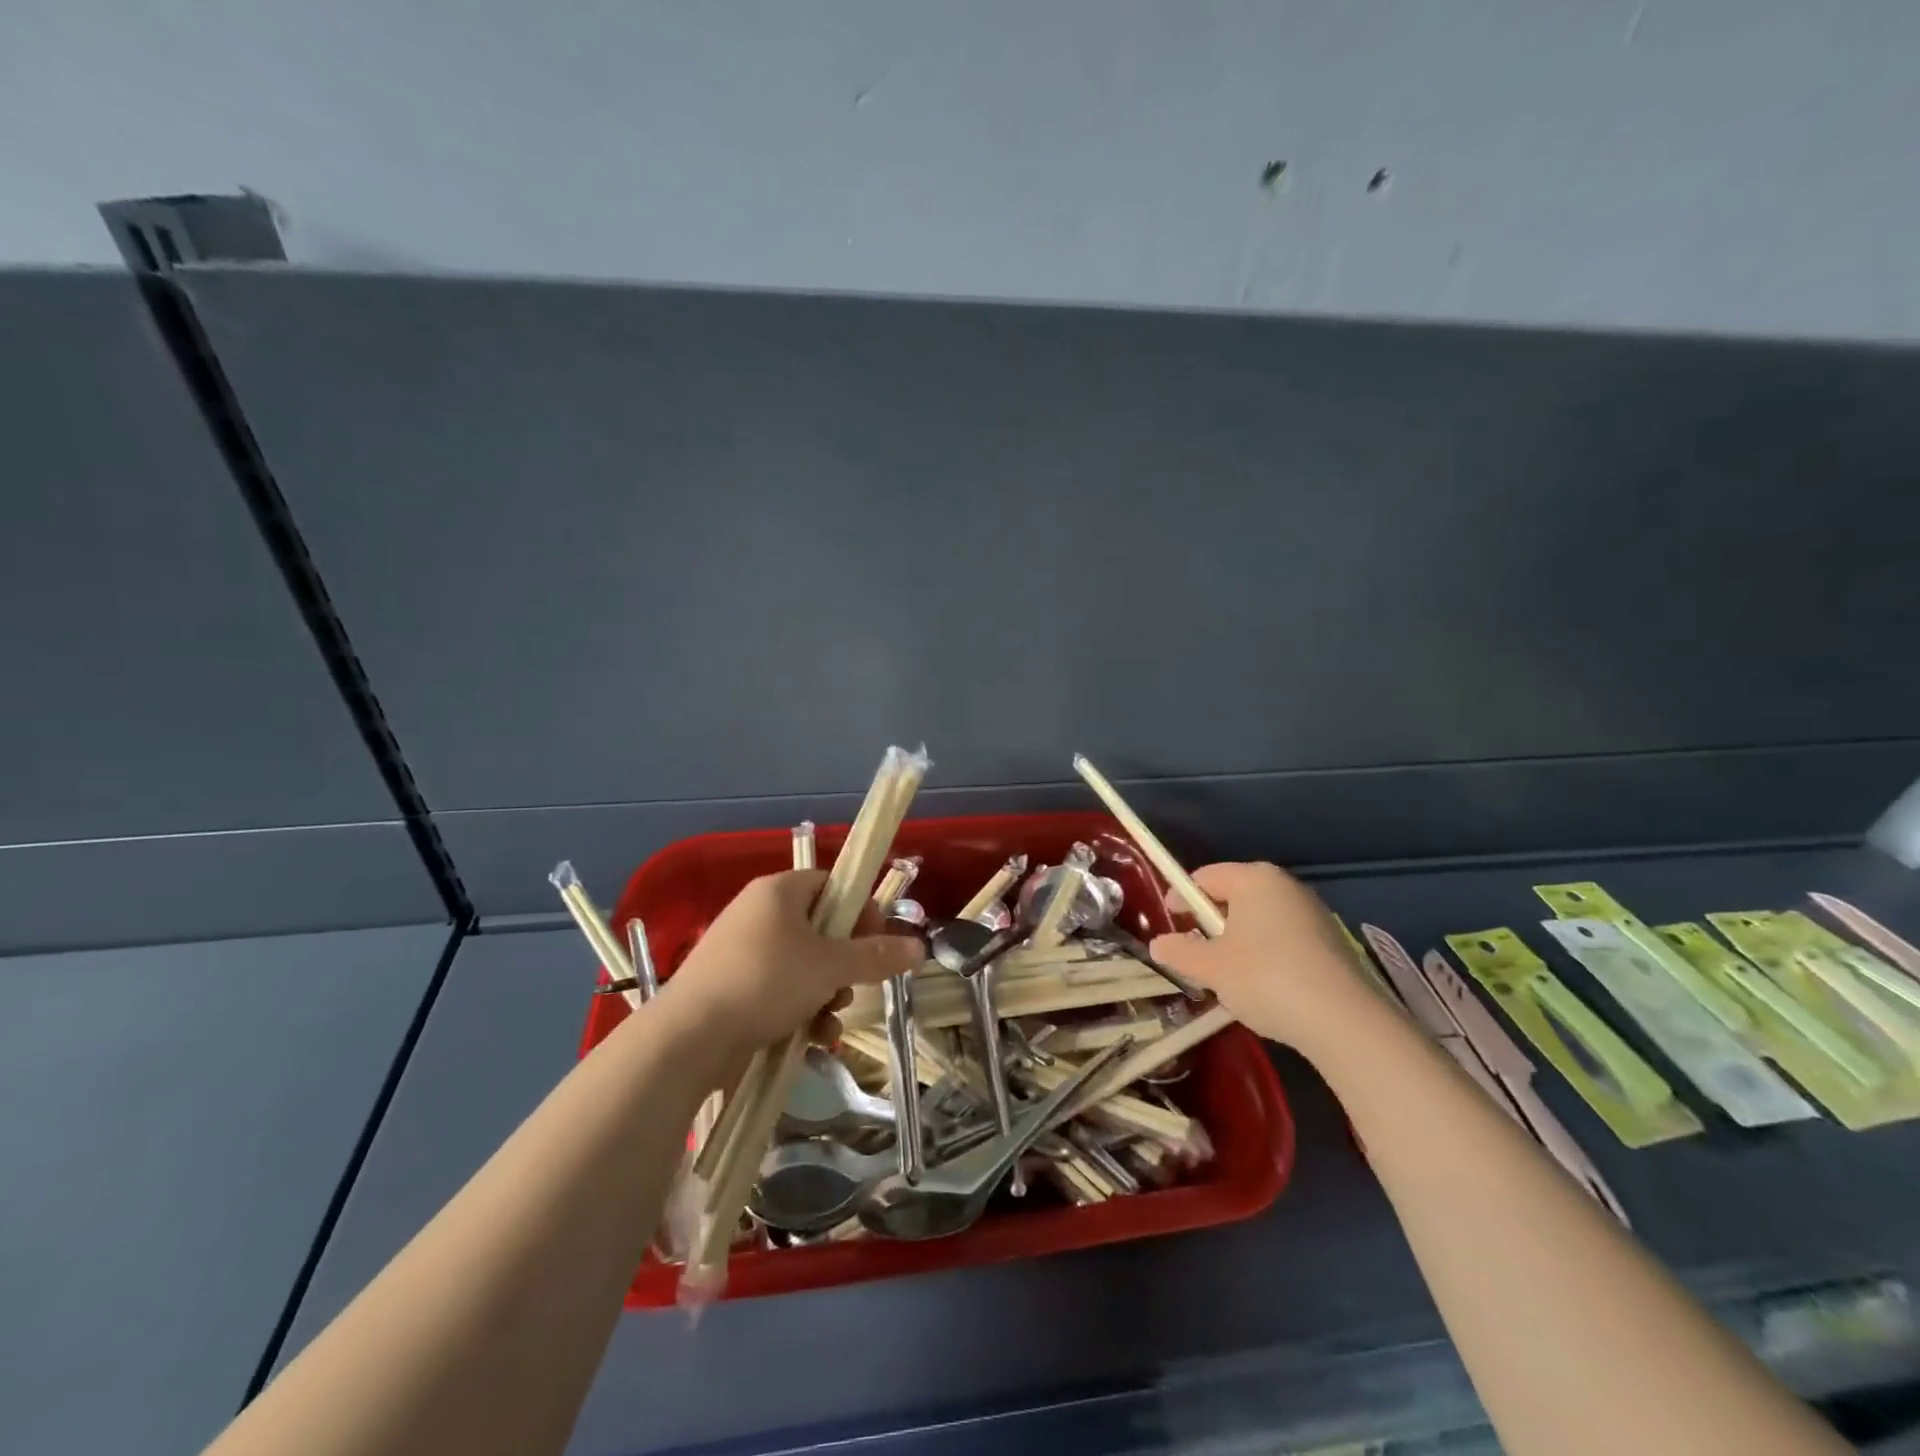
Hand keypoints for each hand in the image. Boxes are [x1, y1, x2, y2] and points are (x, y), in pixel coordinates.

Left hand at [662, 870, 922, 1053]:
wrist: (688, 1038)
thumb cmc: (766, 982)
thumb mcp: (830, 967)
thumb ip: (876, 955)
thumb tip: (919, 947)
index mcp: (778, 892)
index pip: (831, 884)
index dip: (859, 910)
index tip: (876, 941)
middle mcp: (758, 914)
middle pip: (820, 929)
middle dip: (844, 963)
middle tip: (852, 985)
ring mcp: (742, 953)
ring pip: (803, 965)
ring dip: (827, 992)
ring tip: (830, 1018)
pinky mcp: (732, 989)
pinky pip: (780, 990)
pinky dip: (800, 1010)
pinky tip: (811, 1037)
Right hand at [1149, 861, 1384, 1054]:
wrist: (1344, 1021)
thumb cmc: (1265, 978)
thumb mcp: (1211, 968)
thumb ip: (1180, 952)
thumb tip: (1158, 945)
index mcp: (1254, 878)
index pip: (1205, 877)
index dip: (1182, 898)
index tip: (1171, 924)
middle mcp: (1285, 886)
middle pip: (1235, 896)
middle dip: (1212, 922)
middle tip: (1196, 953)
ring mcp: (1313, 913)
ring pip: (1261, 919)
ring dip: (1240, 940)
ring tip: (1228, 974)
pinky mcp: (1332, 942)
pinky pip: (1285, 938)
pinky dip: (1267, 954)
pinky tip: (1264, 986)